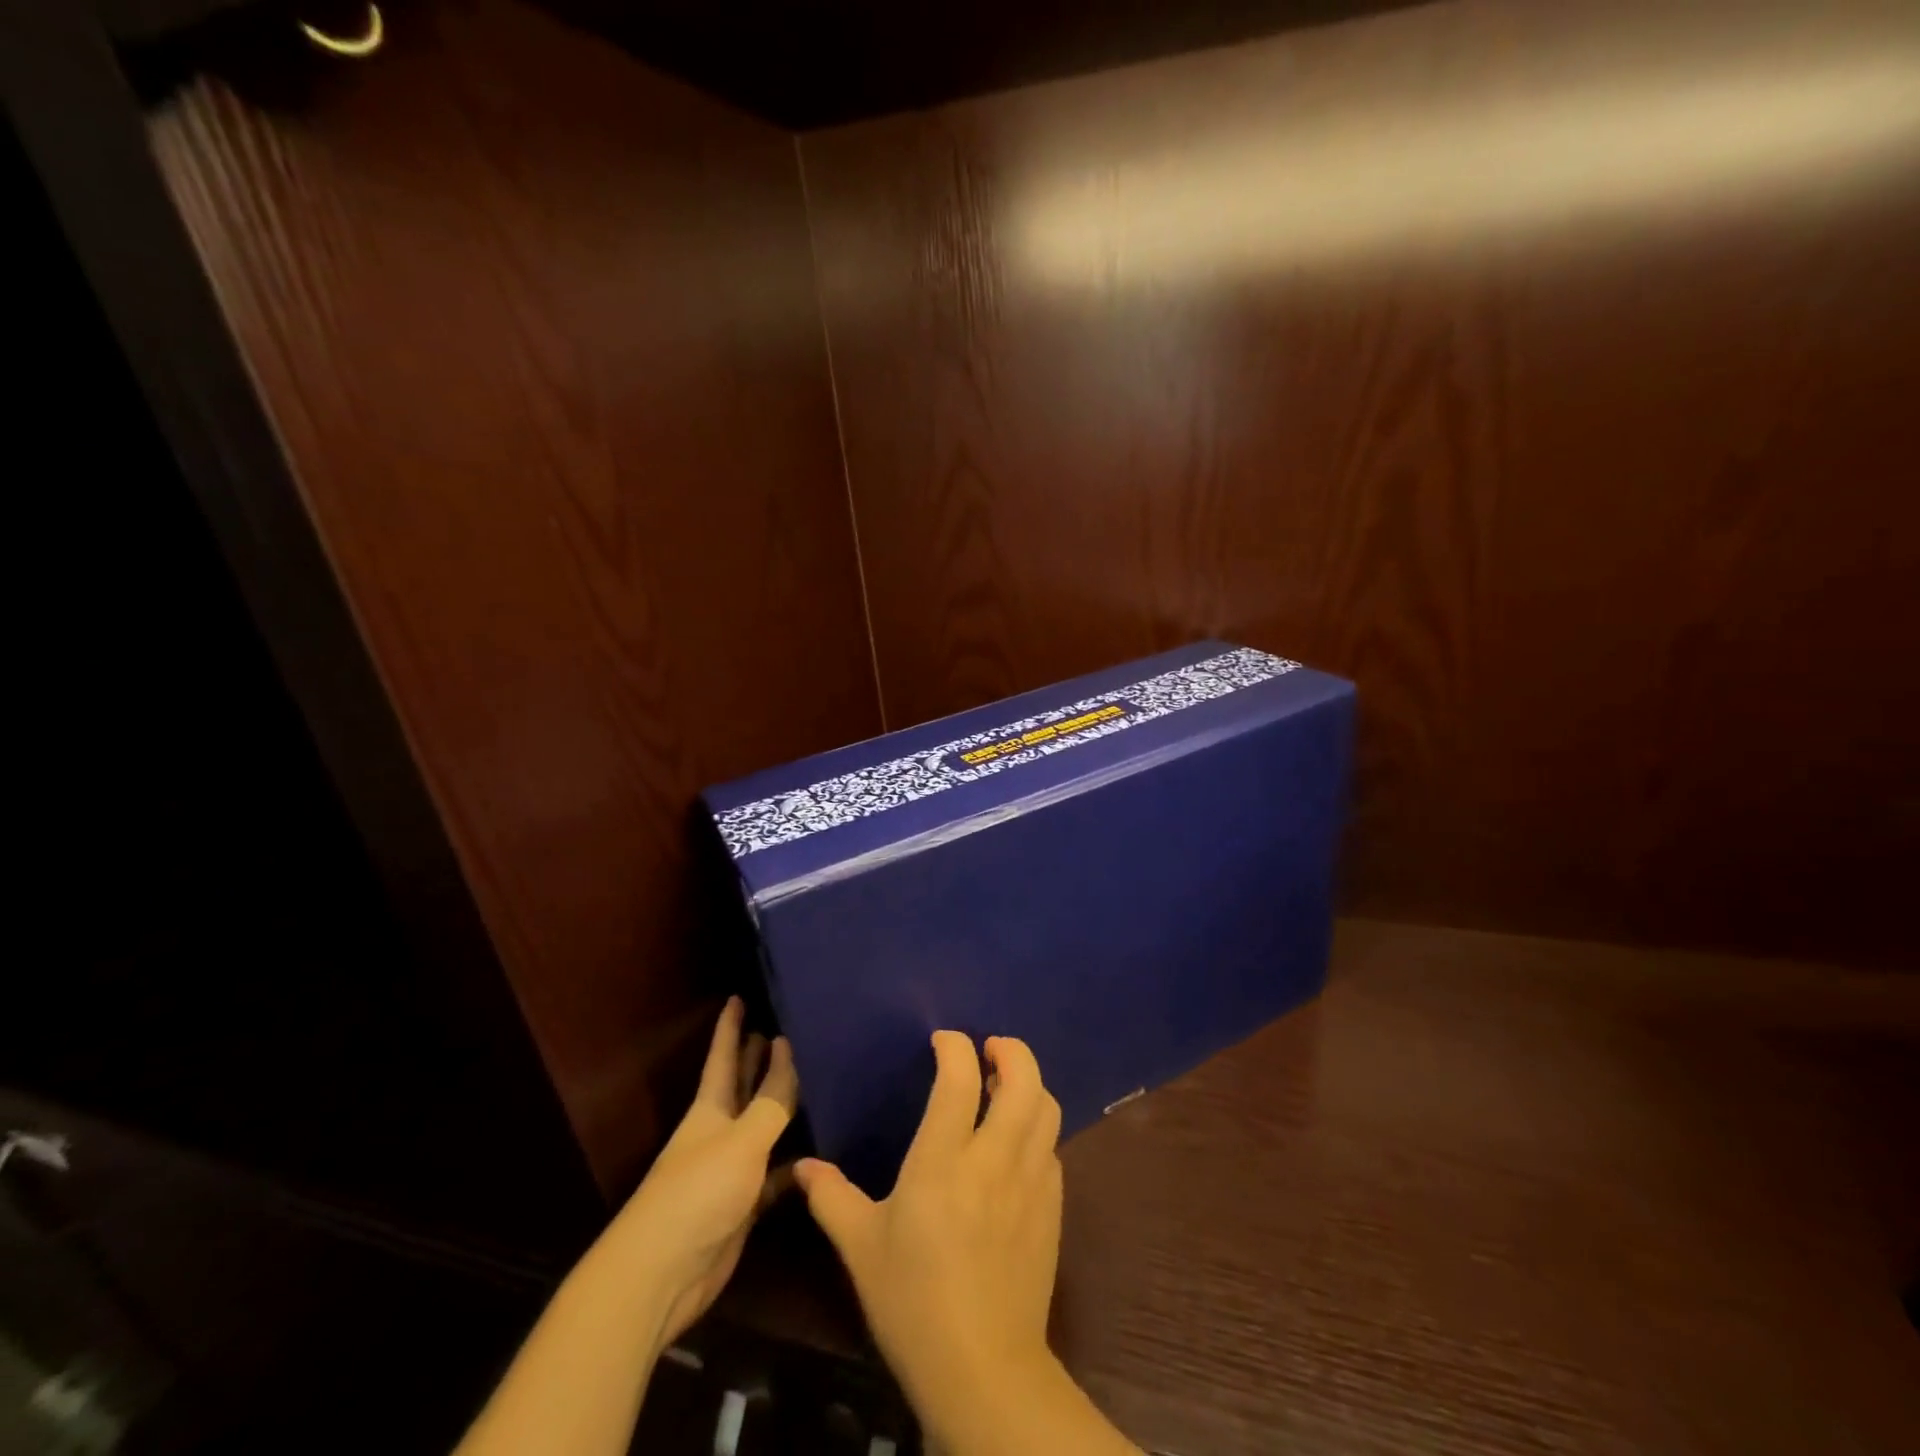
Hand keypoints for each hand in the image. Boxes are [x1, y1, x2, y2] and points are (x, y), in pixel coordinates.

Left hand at [599, 996, 797, 1347]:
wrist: (662, 1274)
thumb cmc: (698, 1192)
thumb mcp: (742, 1140)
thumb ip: (771, 1099)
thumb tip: (789, 1049)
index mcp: (710, 1108)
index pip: (723, 1056)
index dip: (730, 1027)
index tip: (737, 996)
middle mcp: (720, 1132)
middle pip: (742, 1086)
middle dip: (756, 1058)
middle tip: (780, 1028)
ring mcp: (730, 1169)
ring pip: (761, 1127)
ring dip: (779, 1107)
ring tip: (809, 1080)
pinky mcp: (743, 1205)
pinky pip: (774, 1175)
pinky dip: (792, 1165)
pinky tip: (815, 1156)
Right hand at [794, 1033, 1067, 1447]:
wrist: (983, 1370)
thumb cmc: (913, 1302)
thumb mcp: (861, 1249)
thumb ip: (832, 1198)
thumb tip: (803, 1166)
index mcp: (944, 1160)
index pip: (960, 1077)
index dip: (955, 1046)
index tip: (943, 1041)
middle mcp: (994, 1158)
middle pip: (1023, 1079)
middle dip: (1011, 1050)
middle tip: (990, 1050)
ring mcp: (1030, 1182)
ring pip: (1046, 1108)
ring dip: (1029, 1085)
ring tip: (1004, 1088)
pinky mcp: (1052, 1208)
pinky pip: (1052, 1149)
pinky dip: (1037, 1130)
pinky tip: (1017, 1146)